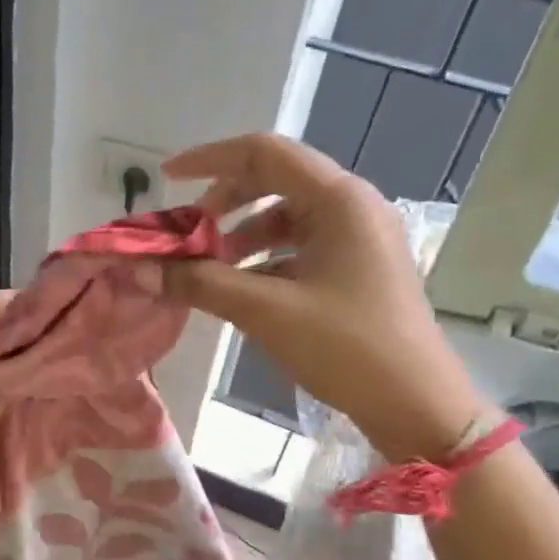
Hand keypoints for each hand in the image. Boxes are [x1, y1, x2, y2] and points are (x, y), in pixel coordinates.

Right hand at [163, 133, 485, 459]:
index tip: (167, 178)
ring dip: (242, 235)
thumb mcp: (267, 312)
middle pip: (275, 180)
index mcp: (339, 199)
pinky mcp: (359, 267)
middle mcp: (353, 206)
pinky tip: (241, 290)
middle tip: (189, 233)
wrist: (418, 407)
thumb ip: (201, 283)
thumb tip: (141, 269)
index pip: (264, 152)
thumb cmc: (348, 348)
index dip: (210, 159)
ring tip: (209, 269)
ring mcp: (360, 237)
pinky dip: (265, 259)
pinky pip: (301, 246)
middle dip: (224, 202)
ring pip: (287, 216)